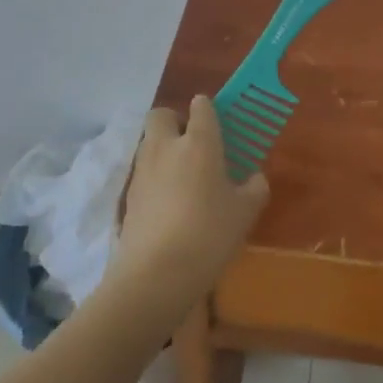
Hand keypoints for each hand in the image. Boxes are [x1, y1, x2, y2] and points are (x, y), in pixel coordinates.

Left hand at [112, 96, 268, 303]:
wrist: (155, 277)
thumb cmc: (208, 234)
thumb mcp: (245, 212)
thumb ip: (254, 188)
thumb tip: (254, 177)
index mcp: (199, 142)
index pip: (201, 106)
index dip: (208, 110)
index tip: (218, 126)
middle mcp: (166, 147)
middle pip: (161, 115)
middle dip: (175, 121)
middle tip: (193, 145)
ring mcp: (142, 171)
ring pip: (149, 144)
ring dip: (163, 151)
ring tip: (183, 179)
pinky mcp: (128, 198)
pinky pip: (143, 175)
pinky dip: (154, 180)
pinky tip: (169, 206)